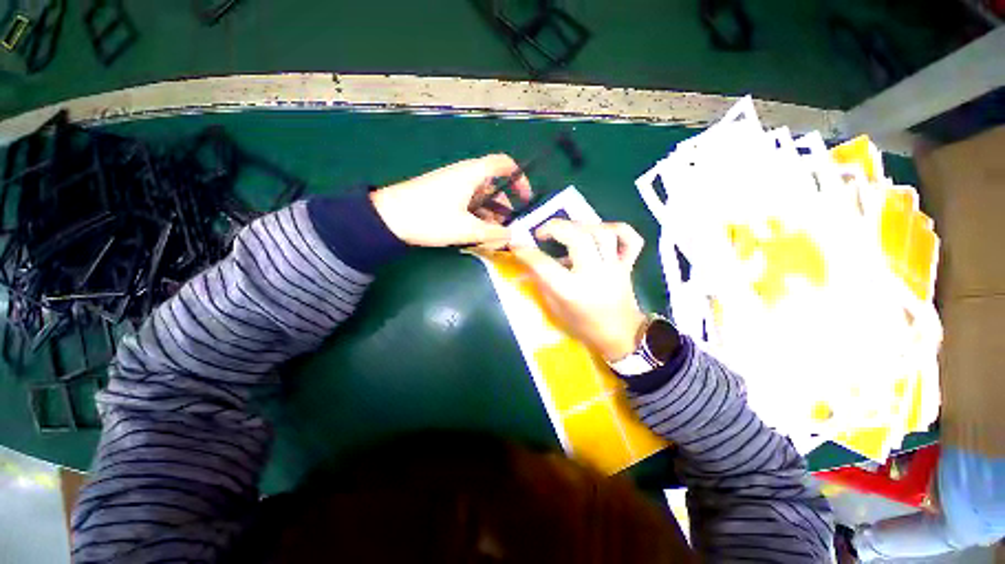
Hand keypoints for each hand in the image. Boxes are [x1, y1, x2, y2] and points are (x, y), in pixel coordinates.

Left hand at [370, 154, 531, 247]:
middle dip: (506, 206)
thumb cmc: (431, 218)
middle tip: (511, 227)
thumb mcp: (466, 229)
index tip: (526, 199)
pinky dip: (477, 217)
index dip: (519, 178)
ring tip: (495, 236)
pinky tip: (477, 235)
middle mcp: (465, 176)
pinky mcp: (444, 198)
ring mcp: (453, 187)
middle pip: (494, 186)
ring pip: (481, 198)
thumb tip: (513, 237)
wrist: (388, 219)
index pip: (504, 164)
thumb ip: (493, 233)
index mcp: (473, 174)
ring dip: (491, 215)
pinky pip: (468, 205)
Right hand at [511, 220, 647, 361]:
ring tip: (568, 231)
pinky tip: (602, 231)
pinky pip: (631, 240)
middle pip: (577, 238)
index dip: (526, 252)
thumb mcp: (555, 310)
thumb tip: (530, 263)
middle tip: (542, 232)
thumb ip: (543, 284)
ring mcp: (614, 268)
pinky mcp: (627, 265)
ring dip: (581, 225)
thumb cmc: (584, 326)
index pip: (544, 264)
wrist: (621, 336)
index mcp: (572, 291)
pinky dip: (618, 228)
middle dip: (555, 227)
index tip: (516, 245)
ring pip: (602, 233)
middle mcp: (594, 274)